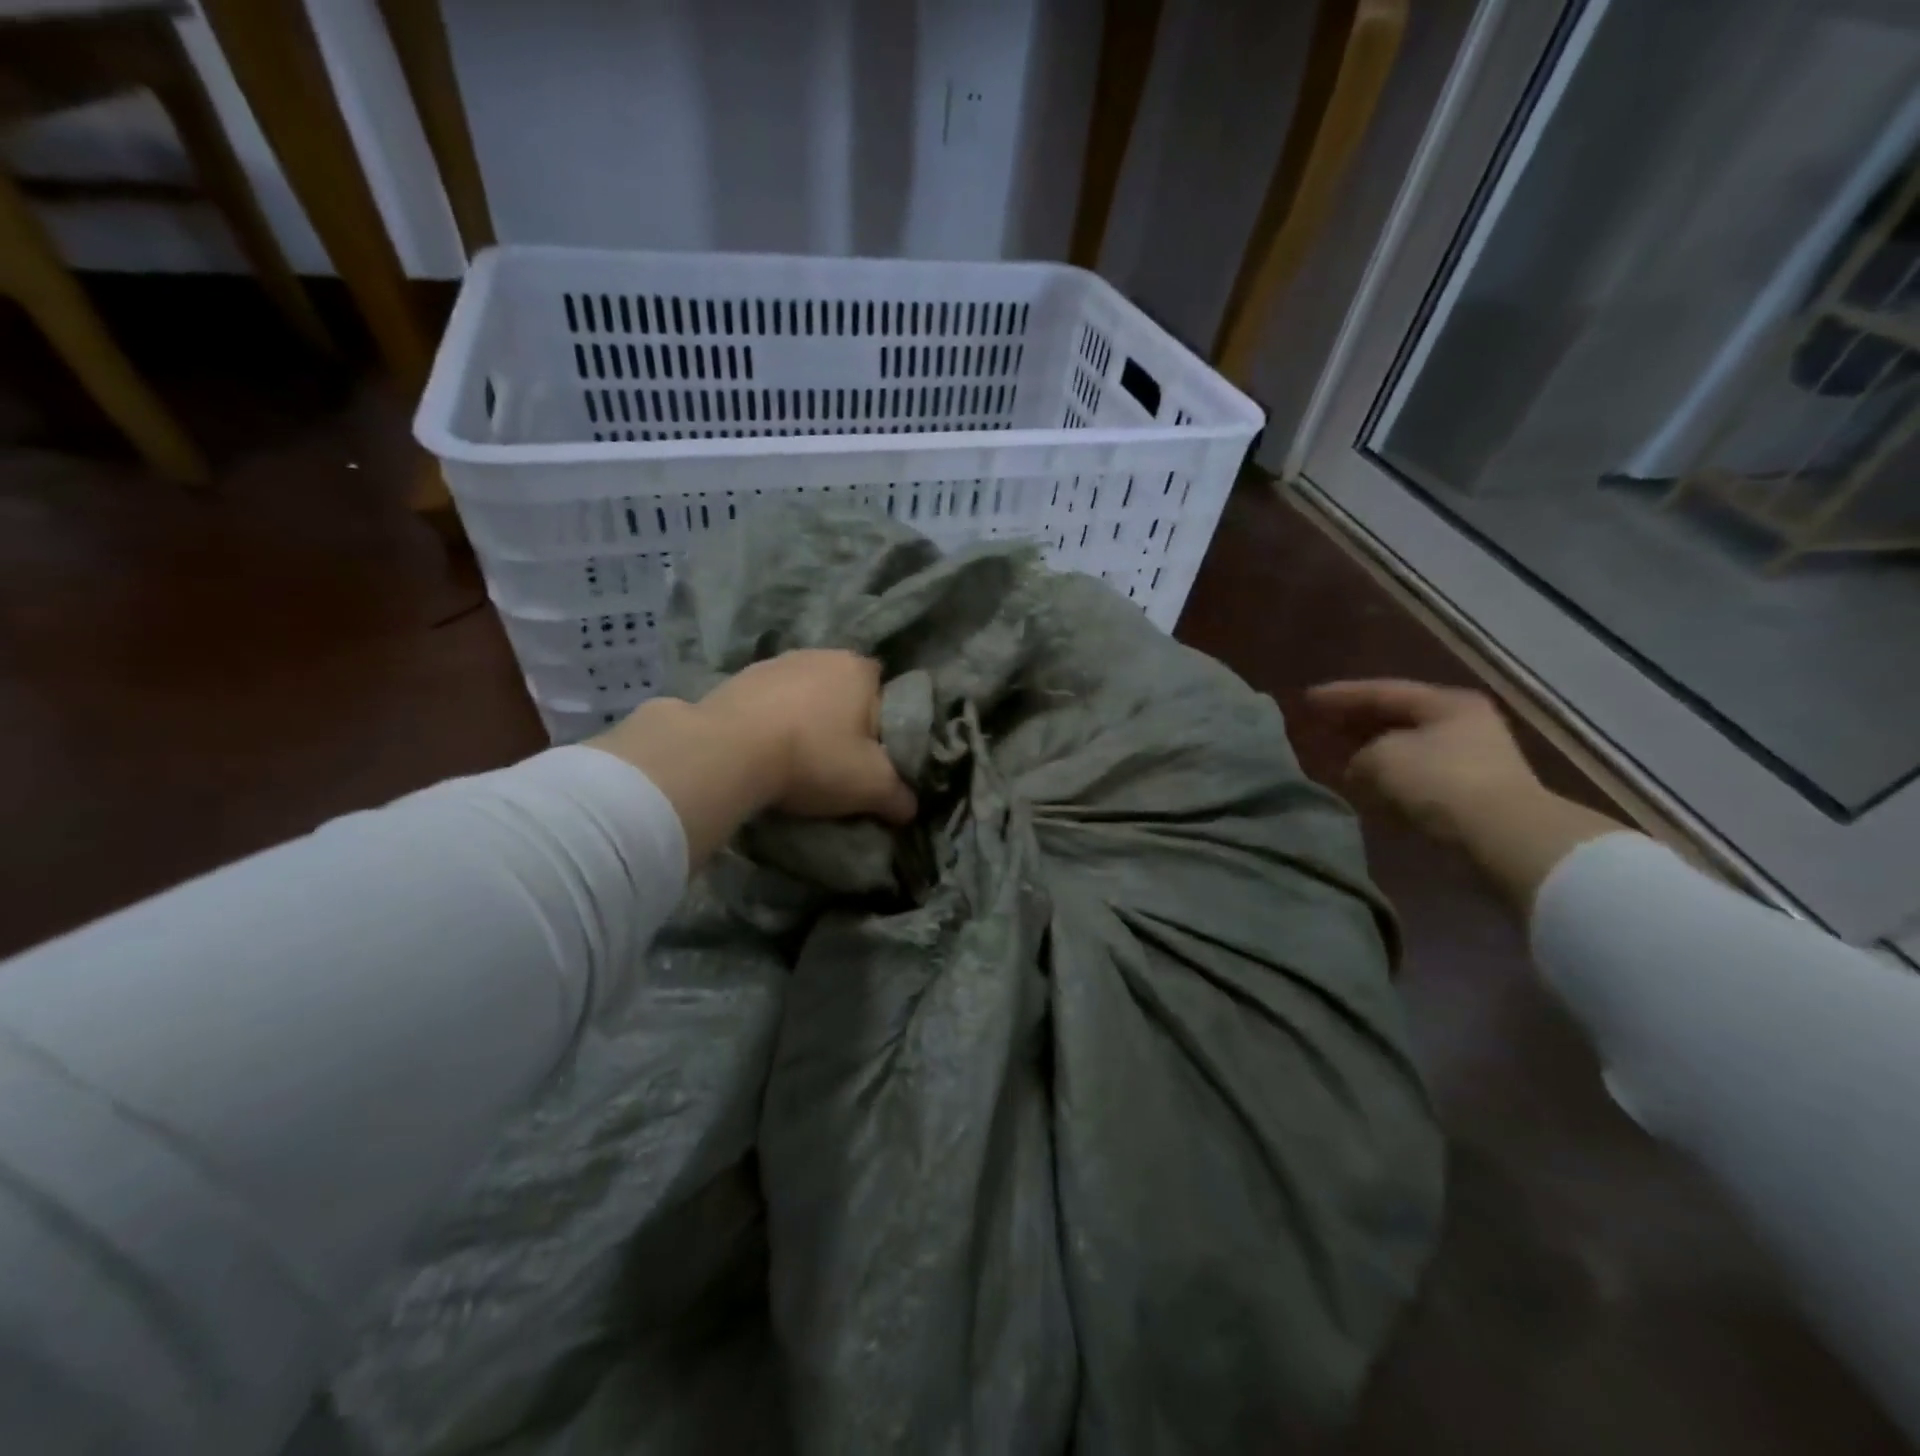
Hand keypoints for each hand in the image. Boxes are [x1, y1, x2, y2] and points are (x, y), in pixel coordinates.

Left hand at [698, 650, 917, 823]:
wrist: (727, 751)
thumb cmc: (814, 757)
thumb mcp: (872, 786)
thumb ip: (900, 796)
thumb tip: (909, 808)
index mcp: (859, 669)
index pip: (886, 692)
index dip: (884, 725)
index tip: (873, 756)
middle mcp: (820, 654)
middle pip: (844, 692)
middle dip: (843, 722)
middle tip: (838, 762)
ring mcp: (775, 663)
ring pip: (804, 696)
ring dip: (805, 721)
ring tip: (796, 760)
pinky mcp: (738, 679)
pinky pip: (769, 703)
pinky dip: (771, 723)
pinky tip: (764, 752)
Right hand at [1306, 679, 1542, 843]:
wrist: (1499, 838)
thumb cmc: (1437, 782)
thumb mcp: (1378, 759)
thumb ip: (1356, 756)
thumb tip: (1357, 768)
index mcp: (1445, 702)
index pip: (1380, 691)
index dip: (1339, 695)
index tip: (1305, 700)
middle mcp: (1460, 723)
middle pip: (1395, 717)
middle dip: (1354, 722)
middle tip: (1318, 724)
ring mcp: (1468, 760)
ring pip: (1403, 748)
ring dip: (1368, 752)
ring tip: (1334, 755)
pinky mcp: (1466, 794)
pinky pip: (1412, 776)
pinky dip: (1385, 777)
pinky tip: (1362, 783)